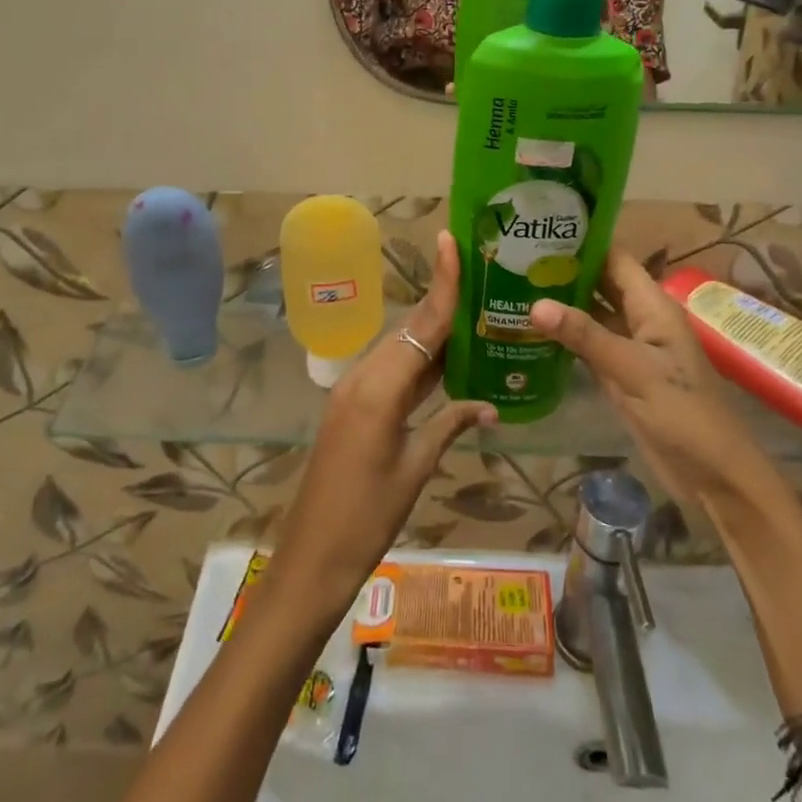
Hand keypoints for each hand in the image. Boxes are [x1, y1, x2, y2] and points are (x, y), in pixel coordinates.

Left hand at [269, 230, 496, 617]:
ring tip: (473, 316)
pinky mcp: (351, 407)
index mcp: (381, 387)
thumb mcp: (416, 469)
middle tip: (481, 281)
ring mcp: (353, 391)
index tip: (452, 243)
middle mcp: (363, 377)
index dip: (442, 284)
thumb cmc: (367, 517)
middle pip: (410, 330)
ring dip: (432, 334)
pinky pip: (390, 372)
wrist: (311, 558)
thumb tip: (490, 405)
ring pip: (400, 349)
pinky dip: (417, 363)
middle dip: (443, 304)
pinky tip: (444, 365)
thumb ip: (450, 425)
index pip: (422, 325)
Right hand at [529, 249, 774, 513]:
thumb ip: (584, 336)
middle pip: (599, 283)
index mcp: (652, 306)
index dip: (583, 242)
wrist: (713, 475)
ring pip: (591, 315)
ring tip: (512, 286)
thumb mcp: (633, 370)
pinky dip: (563, 337)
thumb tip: (534, 304)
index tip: (539, 229)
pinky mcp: (619, 374)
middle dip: (564, 271)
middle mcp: (640, 319)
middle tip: (513, 257)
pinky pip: (587, 345)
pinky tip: (530, 331)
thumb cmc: (683, 414)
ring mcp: (629, 348)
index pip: (614, 258)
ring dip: (560, 304)